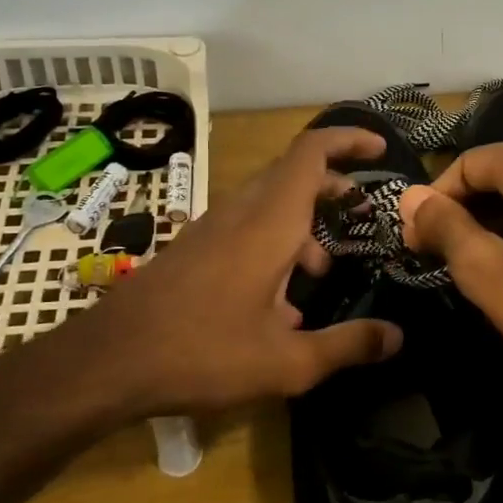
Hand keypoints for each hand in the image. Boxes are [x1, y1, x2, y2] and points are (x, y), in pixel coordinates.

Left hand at [12, 127, 402, 431]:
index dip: (348, 140)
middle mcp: (242, 212)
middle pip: (294, 174)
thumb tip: (397, 337)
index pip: (311, 153)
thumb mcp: (287, 362)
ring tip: (323, 270)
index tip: (379, 150)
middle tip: (361, 215)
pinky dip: (276, 242)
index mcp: (270, 223)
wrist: (105, 362)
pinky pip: (247, 226)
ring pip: (270, 202)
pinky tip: (278, 302)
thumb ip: (347, 346)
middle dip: (333, 186)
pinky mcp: (195, 248)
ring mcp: (213, 228)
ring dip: (304, 222)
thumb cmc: (201, 353)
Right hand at [397, 138, 502, 419]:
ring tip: (474, 263)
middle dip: (463, 209)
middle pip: (497, 170)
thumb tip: (411, 198)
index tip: (415, 244)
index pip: (467, 164)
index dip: (434, 201)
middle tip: (439, 256)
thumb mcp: (488, 271)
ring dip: (493, 219)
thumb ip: (445, 227)